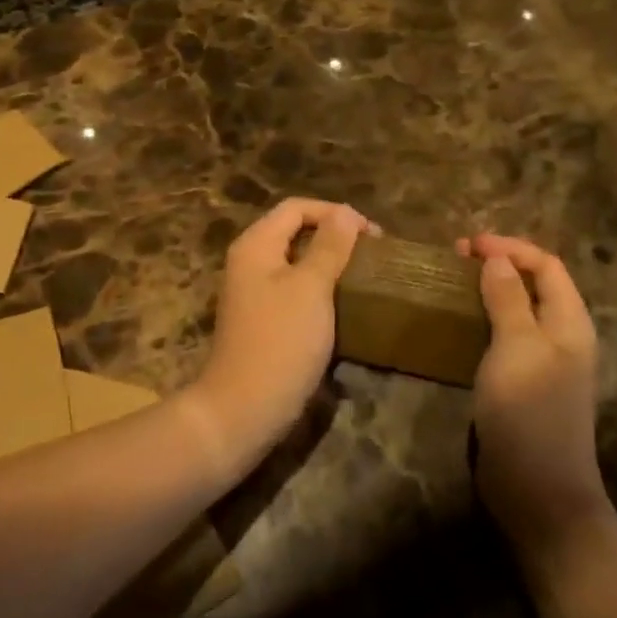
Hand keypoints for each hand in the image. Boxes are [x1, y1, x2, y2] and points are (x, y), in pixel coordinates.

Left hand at [194, 198, 369, 454]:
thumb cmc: (281, 342)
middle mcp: (250, 262)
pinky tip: (343, 304)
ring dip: (330, 263)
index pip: (297, 208)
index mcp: (256, 245)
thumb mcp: (311, 288)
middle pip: (295, 232)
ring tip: (363, 275)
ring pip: (297, 262)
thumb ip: (330, 246)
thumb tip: (346, 213)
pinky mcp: (264, 321)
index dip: (335, 213)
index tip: (372, 235)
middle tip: (372, 254)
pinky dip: (320, 289)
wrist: (244, 409)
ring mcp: (254, 293)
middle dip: (335, 236)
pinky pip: (295, 290)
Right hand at [459, 234, 609, 555]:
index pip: (546, 266)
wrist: (537, 491)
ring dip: (489, 291)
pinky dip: (484, 321)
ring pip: (518, 311)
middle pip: (534, 285)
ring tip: (454, 283)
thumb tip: (498, 260)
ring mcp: (543, 363)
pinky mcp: (523, 385)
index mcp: (570, 322)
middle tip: (457, 259)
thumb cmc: (529, 412)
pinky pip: (505, 339)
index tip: (468, 244)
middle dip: (499, 265)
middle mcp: (562, 337)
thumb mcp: (517, 347)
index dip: (510, 248)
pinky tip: (459, 325)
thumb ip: (508, 299)